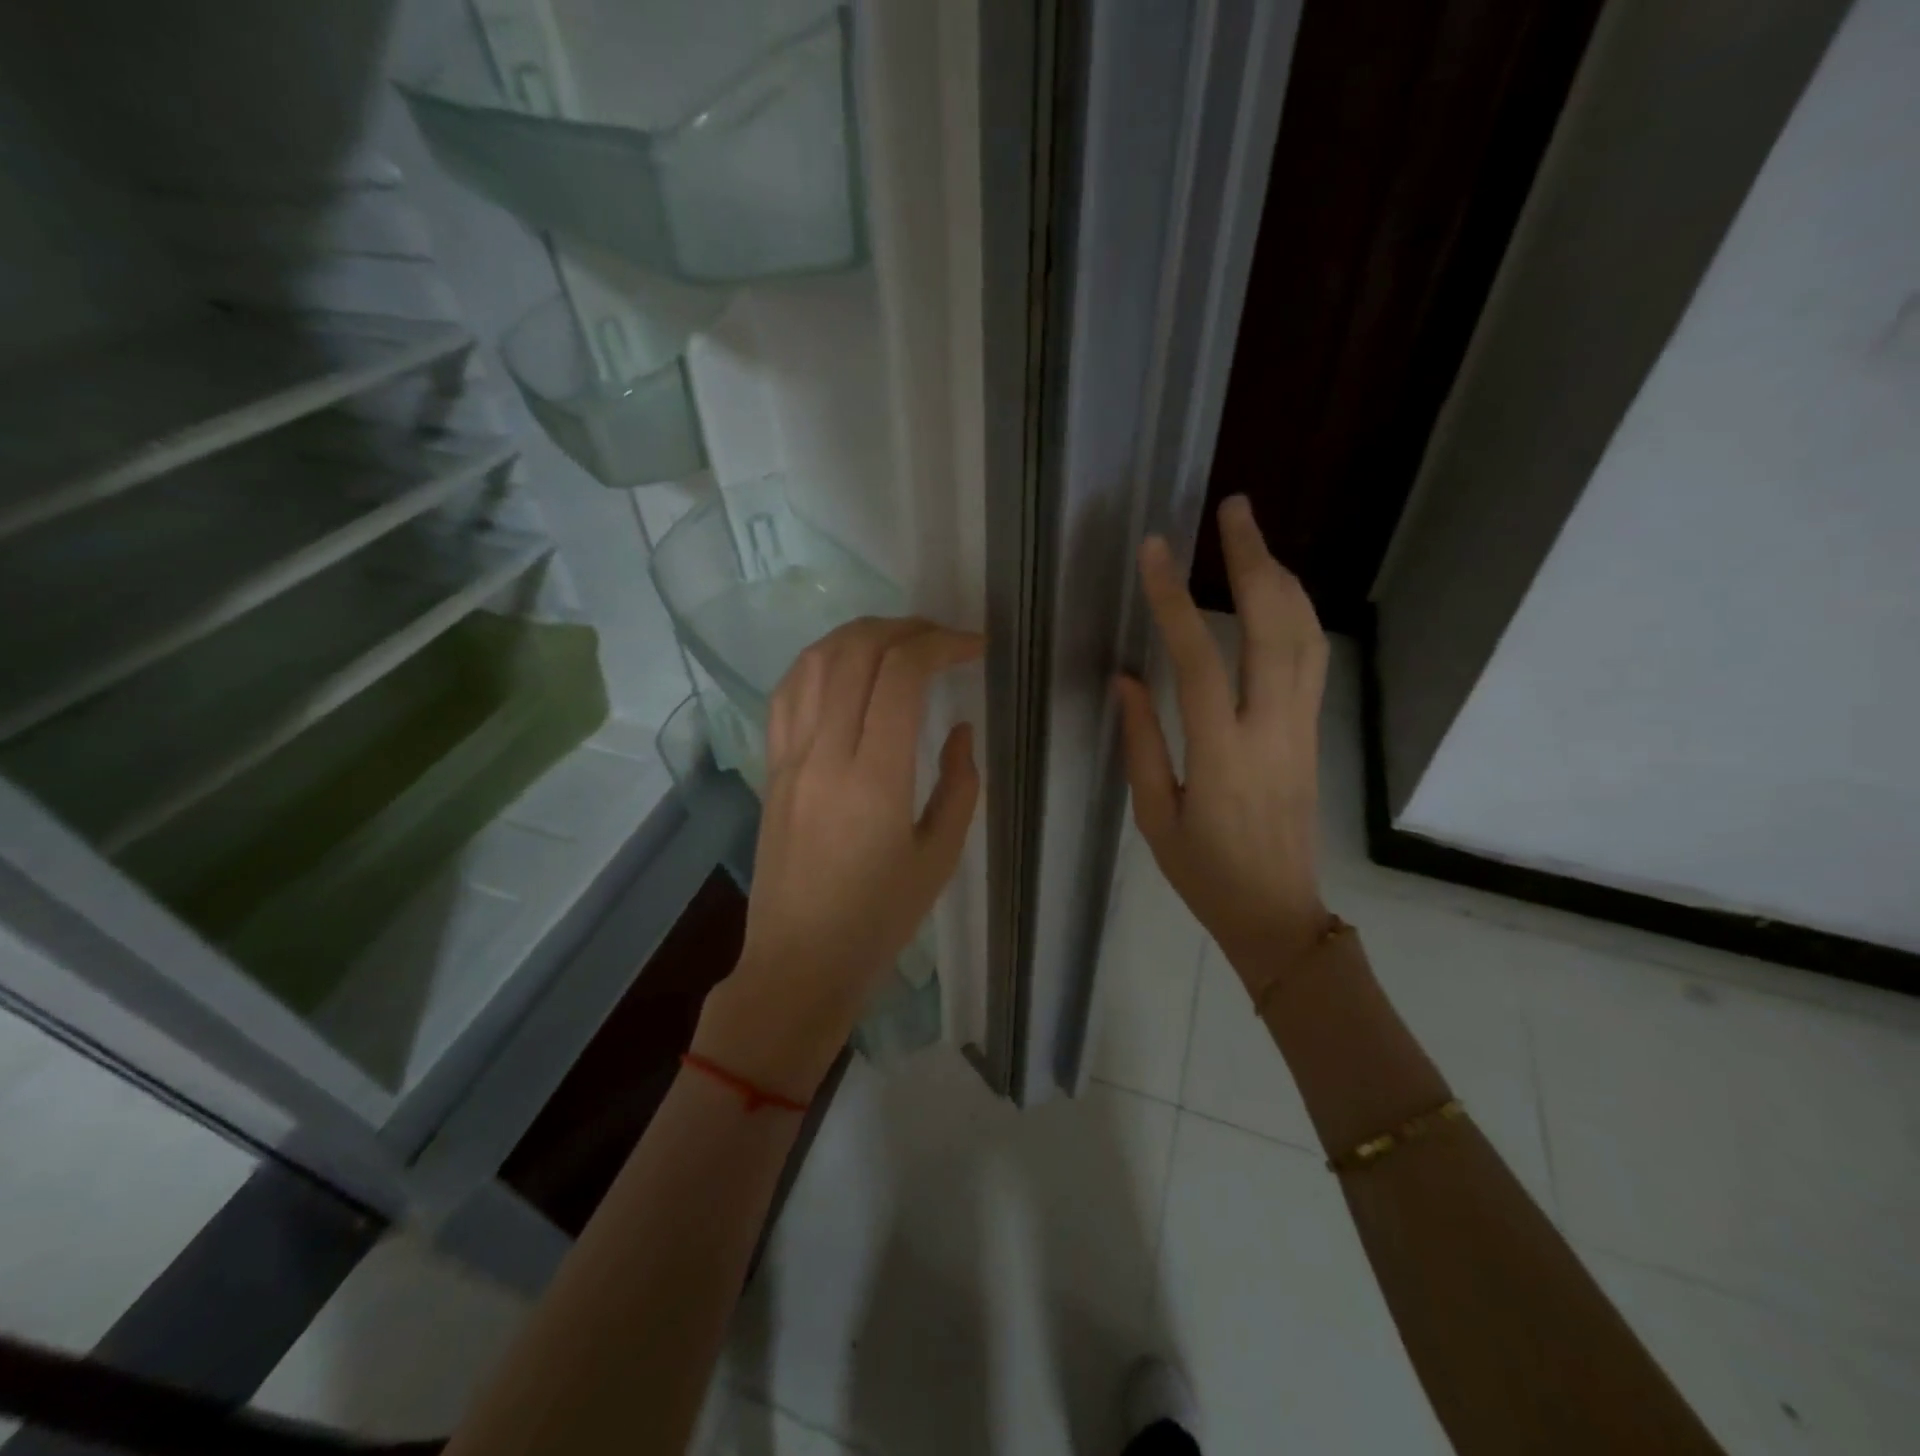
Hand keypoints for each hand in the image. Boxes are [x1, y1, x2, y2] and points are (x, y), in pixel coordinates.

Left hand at [693, 617, 983, 1099]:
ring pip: (814, 661)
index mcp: (875, 778)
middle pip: (856, 652)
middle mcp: (825, 753)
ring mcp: (789, 757)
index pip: (900, 674)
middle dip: (906, 628)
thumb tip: (959, 728)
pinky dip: (819, 662)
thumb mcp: (939, 857)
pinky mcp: (770, 767)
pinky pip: (786, 693)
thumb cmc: (878, 919)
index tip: (973, 647)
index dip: (941, 644)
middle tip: (942, 638)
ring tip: (898, 640)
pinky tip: (845, 668)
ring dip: (860, 634)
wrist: (799, 961)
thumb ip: (959, 785)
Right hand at [1114, 495, 1331, 991]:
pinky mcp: (1314, 734)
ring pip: (1306, 637)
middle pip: (1275, 627)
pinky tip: (1278, 594)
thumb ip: (1142, 743)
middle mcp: (1272, 730)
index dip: (1174, 600)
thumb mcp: (1155, 817)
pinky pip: (1312, 660)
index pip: (1199, 659)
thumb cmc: (1205, 874)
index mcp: (1222, 755)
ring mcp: (1302, 729)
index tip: (1155, 551)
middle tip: (1234, 509)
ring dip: (1283, 579)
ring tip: (1253, 539)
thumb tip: (1127, 678)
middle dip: (1254, 560)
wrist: (1279, 915)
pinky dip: (1297, 614)